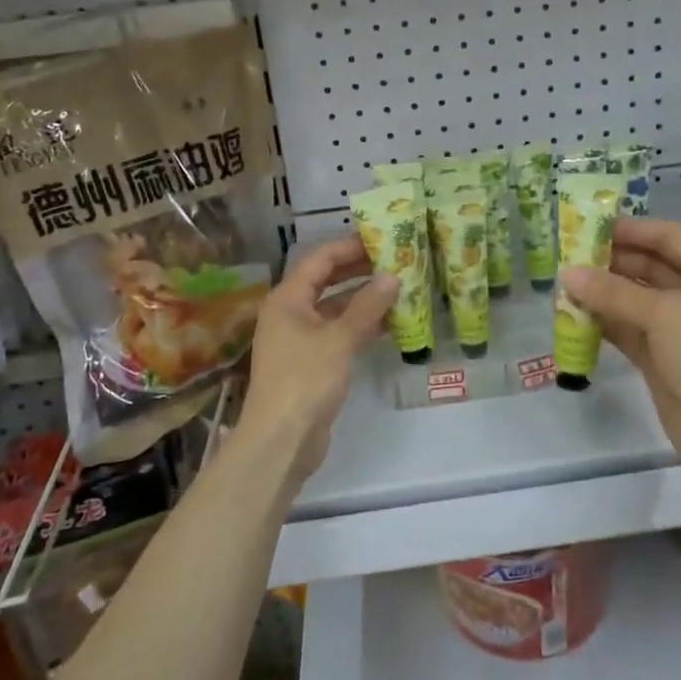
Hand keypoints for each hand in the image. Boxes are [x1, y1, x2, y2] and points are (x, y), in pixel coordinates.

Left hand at [240, 235, 397, 486]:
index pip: (320, 259)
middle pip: (326, 281)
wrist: (281, 440)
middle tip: (395, 260)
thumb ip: (367, 306)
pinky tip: (389, 324)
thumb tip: (392, 276)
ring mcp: (299, 339)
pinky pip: (338, 333)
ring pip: (335, 308)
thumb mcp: (340, 339)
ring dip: (363, 299)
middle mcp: (290, 313)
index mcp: (288, 298)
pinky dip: (360, 326)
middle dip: (359, 270)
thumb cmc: (305, 380)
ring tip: (399, 288)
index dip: (349, 246)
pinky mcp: (311, 362)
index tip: (381, 239)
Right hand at [560, 219, 680, 477]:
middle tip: (568, 255)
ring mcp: (678, 329)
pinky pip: (626, 331)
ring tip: (563, 284)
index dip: (632, 229)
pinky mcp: (660, 359)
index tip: (590, 226)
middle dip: (610, 261)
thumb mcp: (664, 313)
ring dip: (602, 292)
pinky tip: (572, 315)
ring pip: (633, 300)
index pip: (668, 237)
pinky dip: (602, 322)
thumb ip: (613, 292)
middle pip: (649, 266)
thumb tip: (567, 274)